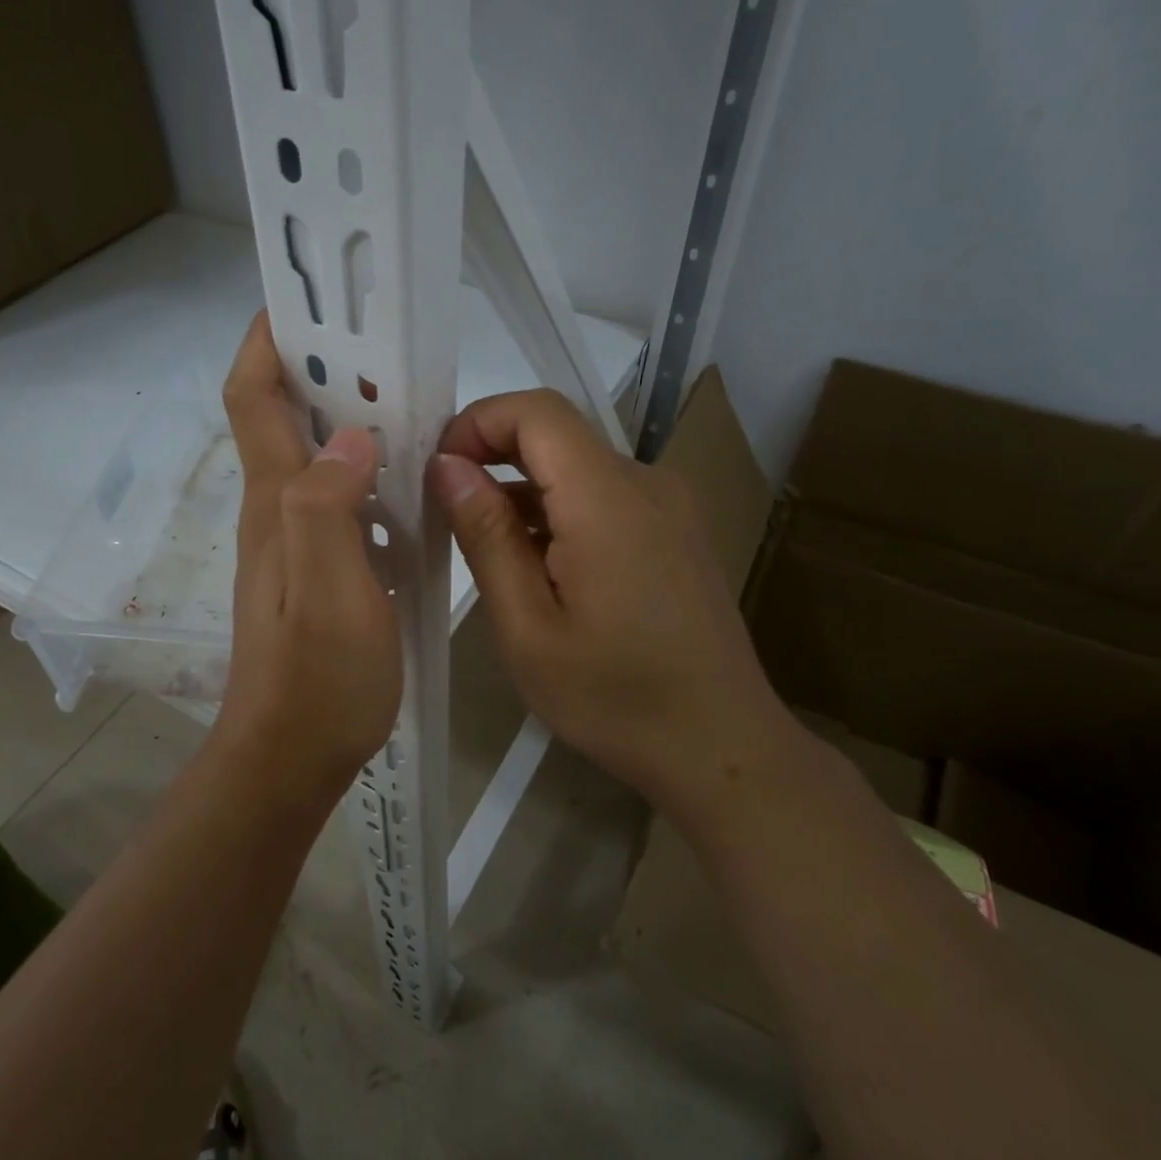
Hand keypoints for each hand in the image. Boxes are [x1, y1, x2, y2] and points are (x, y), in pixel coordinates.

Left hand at [210, 314, 402, 802]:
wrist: (291, 756)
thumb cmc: (318, 679)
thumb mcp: (331, 592)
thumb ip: (329, 509)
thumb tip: (348, 436)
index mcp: (276, 503)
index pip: (253, 399)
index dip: (267, 342)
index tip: (306, 303)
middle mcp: (276, 510)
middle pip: (280, 418)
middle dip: (318, 368)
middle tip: (380, 344)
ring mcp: (293, 541)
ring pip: (312, 457)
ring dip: (345, 417)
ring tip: (404, 398)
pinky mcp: (315, 569)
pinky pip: (335, 498)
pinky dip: (363, 469)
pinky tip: (405, 478)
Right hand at [428, 390, 789, 808]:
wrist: (723, 748)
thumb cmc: (615, 698)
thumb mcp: (528, 627)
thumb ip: (487, 536)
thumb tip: (447, 466)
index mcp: (608, 500)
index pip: (537, 411)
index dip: (477, 422)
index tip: (437, 472)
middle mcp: (645, 484)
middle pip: (557, 435)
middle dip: (491, 457)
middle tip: (444, 512)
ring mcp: (668, 507)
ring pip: (577, 468)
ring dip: (522, 491)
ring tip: (483, 550)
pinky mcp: (674, 531)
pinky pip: (603, 497)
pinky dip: (557, 512)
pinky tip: (535, 568)